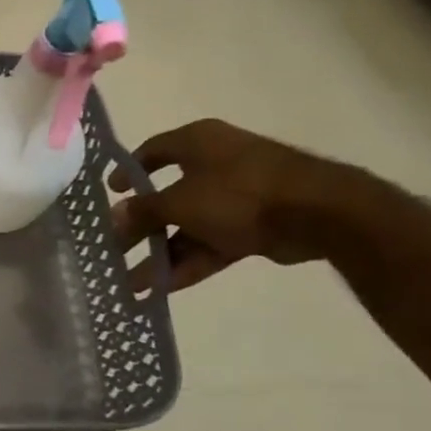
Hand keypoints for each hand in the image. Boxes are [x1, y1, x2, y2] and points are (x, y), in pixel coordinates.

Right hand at [109, 119, 341, 292]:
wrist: (320, 214)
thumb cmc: (238, 193)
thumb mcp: (179, 202)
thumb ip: (144, 211)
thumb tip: (114, 216)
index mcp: (197, 143)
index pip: (151, 152)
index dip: (128, 172)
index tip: (111, 194)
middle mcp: (215, 163)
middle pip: (167, 196)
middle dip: (141, 228)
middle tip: (115, 250)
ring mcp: (236, 196)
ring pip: (188, 226)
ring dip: (161, 254)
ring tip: (133, 282)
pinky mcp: (254, 225)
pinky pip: (211, 243)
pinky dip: (189, 262)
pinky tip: (162, 288)